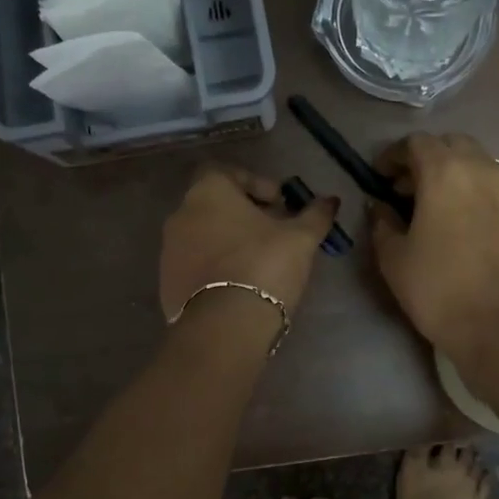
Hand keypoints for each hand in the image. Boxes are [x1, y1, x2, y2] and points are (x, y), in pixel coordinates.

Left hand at [159, 165, 338, 325]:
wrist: (224, 326)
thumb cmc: (263, 266)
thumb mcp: (300, 239)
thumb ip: (315, 215)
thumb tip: (331, 200)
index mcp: (207, 192)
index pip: (227, 172)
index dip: (256, 184)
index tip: (279, 204)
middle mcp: (180, 214)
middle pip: (214, 204)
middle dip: (244, 215)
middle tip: (273, 233)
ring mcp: (169, 251)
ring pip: (203, 236)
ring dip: (228, 241)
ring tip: (258, 262)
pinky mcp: (167, 283)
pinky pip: (195, 265)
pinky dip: (215, 267)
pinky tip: (239, 285)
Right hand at [370, 133, 498, 360]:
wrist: (497, 325)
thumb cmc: (436, 288)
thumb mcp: (393, 256)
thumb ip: (382, 222)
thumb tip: (379, 206)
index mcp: (445, 172)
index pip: (416, 143)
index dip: (393, 156)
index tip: (381, 178)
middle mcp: (482, 169)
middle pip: (452, 144)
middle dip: (427, 158)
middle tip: (409, 189)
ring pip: (479, 163)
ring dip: (455, 173)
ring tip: (439, 205)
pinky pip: (498, 187)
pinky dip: (478, 192)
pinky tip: (467, 222)